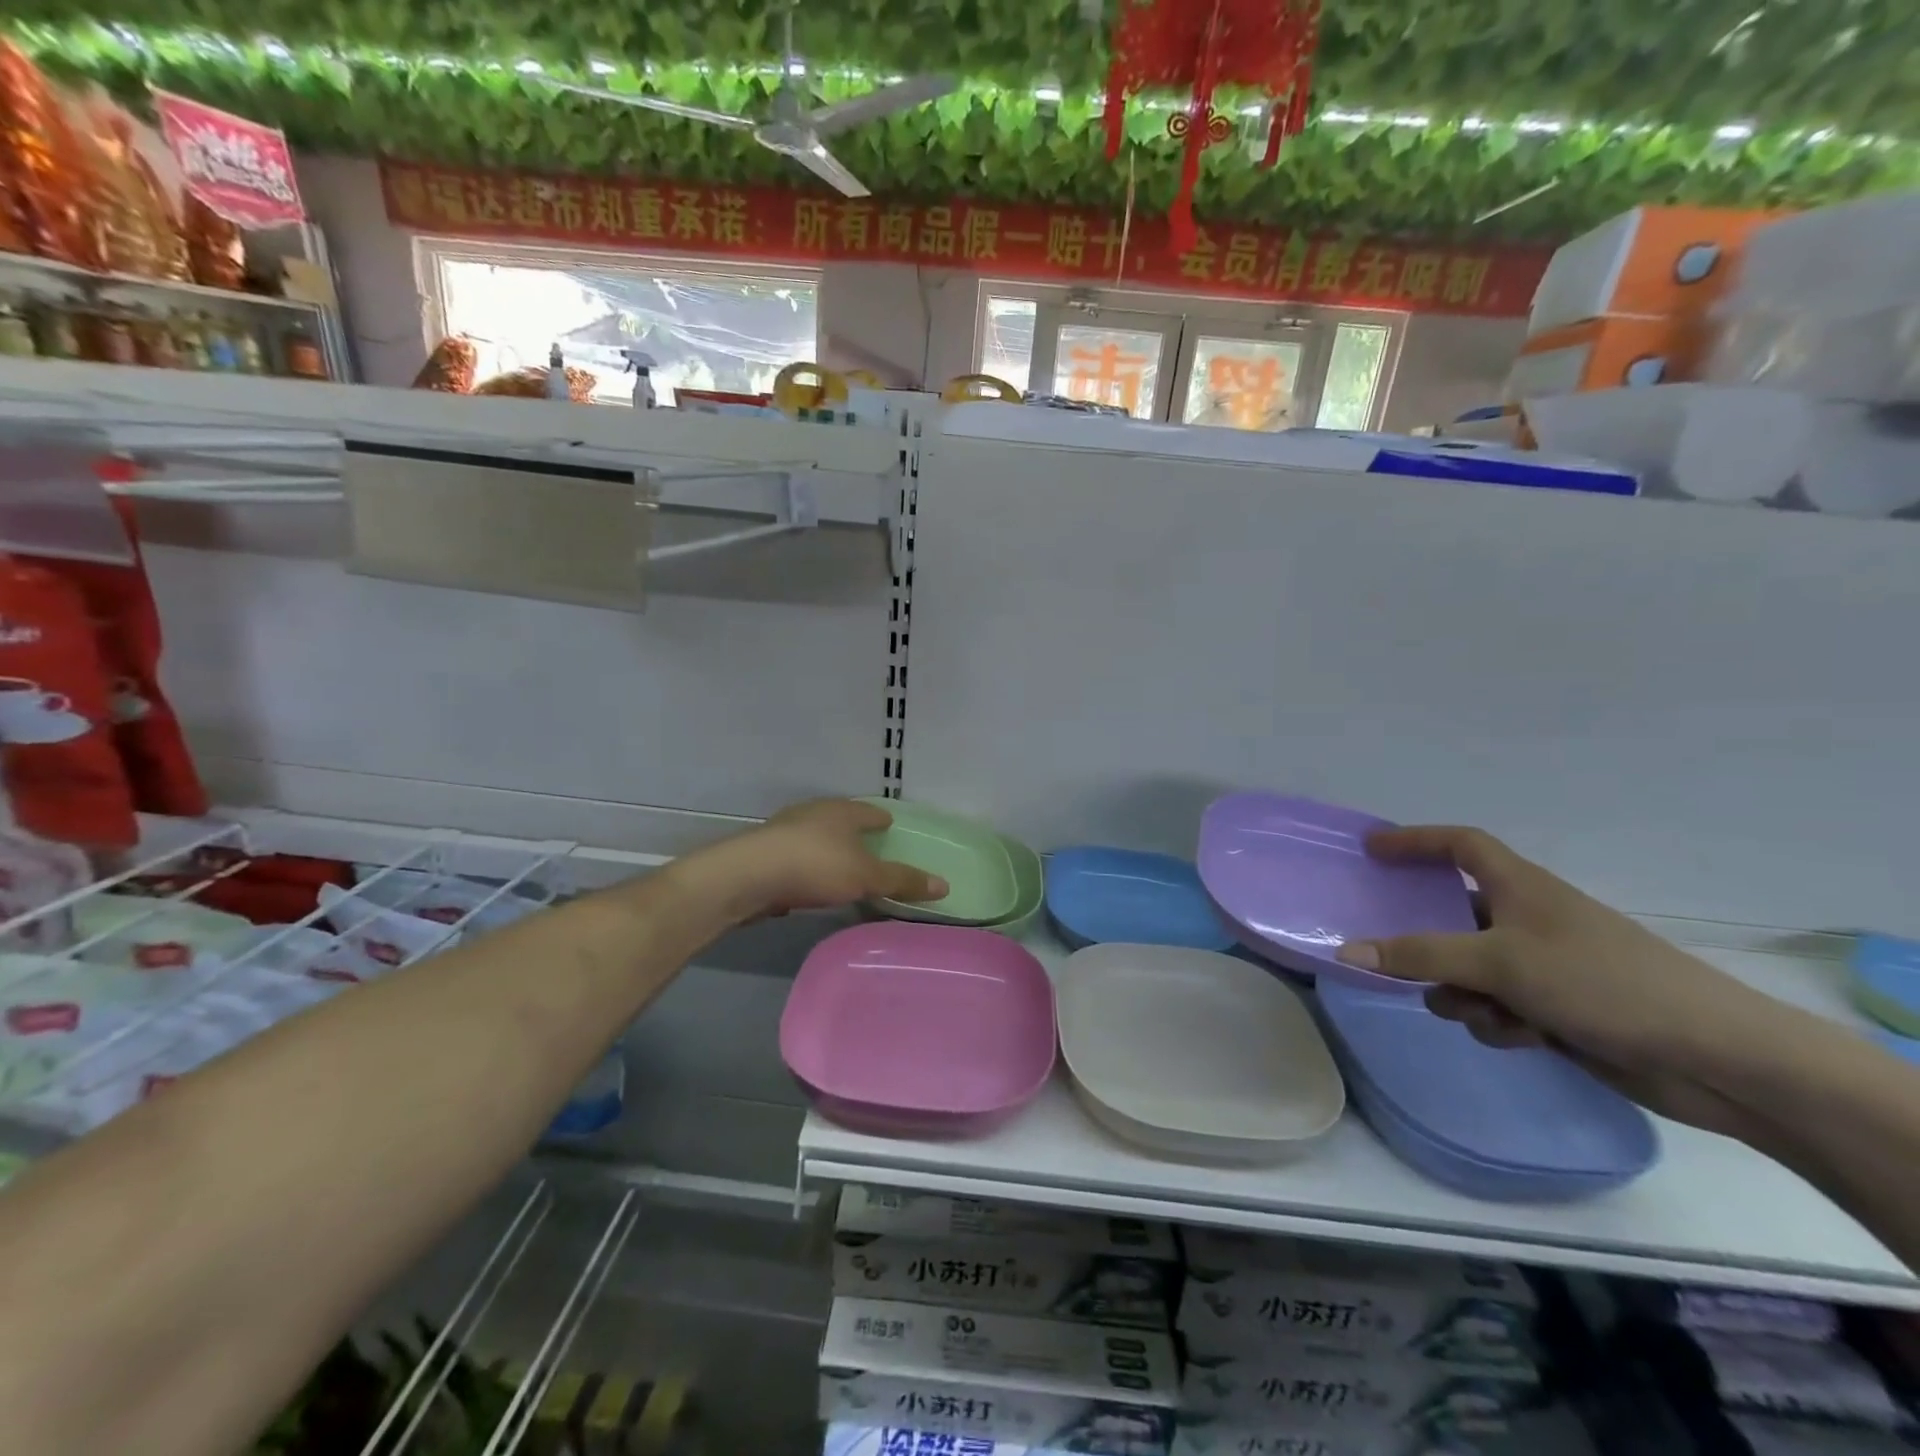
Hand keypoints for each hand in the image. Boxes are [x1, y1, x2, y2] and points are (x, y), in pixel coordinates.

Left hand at [675, 799, 946, 925]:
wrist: (747, 877)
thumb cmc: (816, 866)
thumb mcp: (867, 876)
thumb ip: (902, 880)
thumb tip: (945, 884)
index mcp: (841, 811)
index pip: (868, 811)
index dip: (881, 819)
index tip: (889, 825)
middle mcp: (813, 813)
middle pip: (839, 819)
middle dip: (853, 831)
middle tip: (868, 845)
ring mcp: (784, 831)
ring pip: (814, 836)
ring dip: (827, 849)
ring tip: (840, 866)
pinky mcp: (763, 854)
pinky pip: (795, 857)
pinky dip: (806, 867)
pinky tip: (809, 883)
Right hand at [1333, 826, 1804, 1137]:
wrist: (1714, 1057)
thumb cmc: (1600, 982)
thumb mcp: (1498, 962)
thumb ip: (1419, 955)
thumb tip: (1346, 949)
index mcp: (1520, 887)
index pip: (1459, 844)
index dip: (1414, 840)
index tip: (1371, 848)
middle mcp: (1528, 919)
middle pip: (1454, 915)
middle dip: (1427, 941)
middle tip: (1389, 951)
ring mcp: (1544, 966)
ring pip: (1470, 968)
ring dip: (1462, 992)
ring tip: (1478, 1010)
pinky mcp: (1557, 1008)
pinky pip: (1498, 1005)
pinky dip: (1498, 1020)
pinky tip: (1522, 1038)